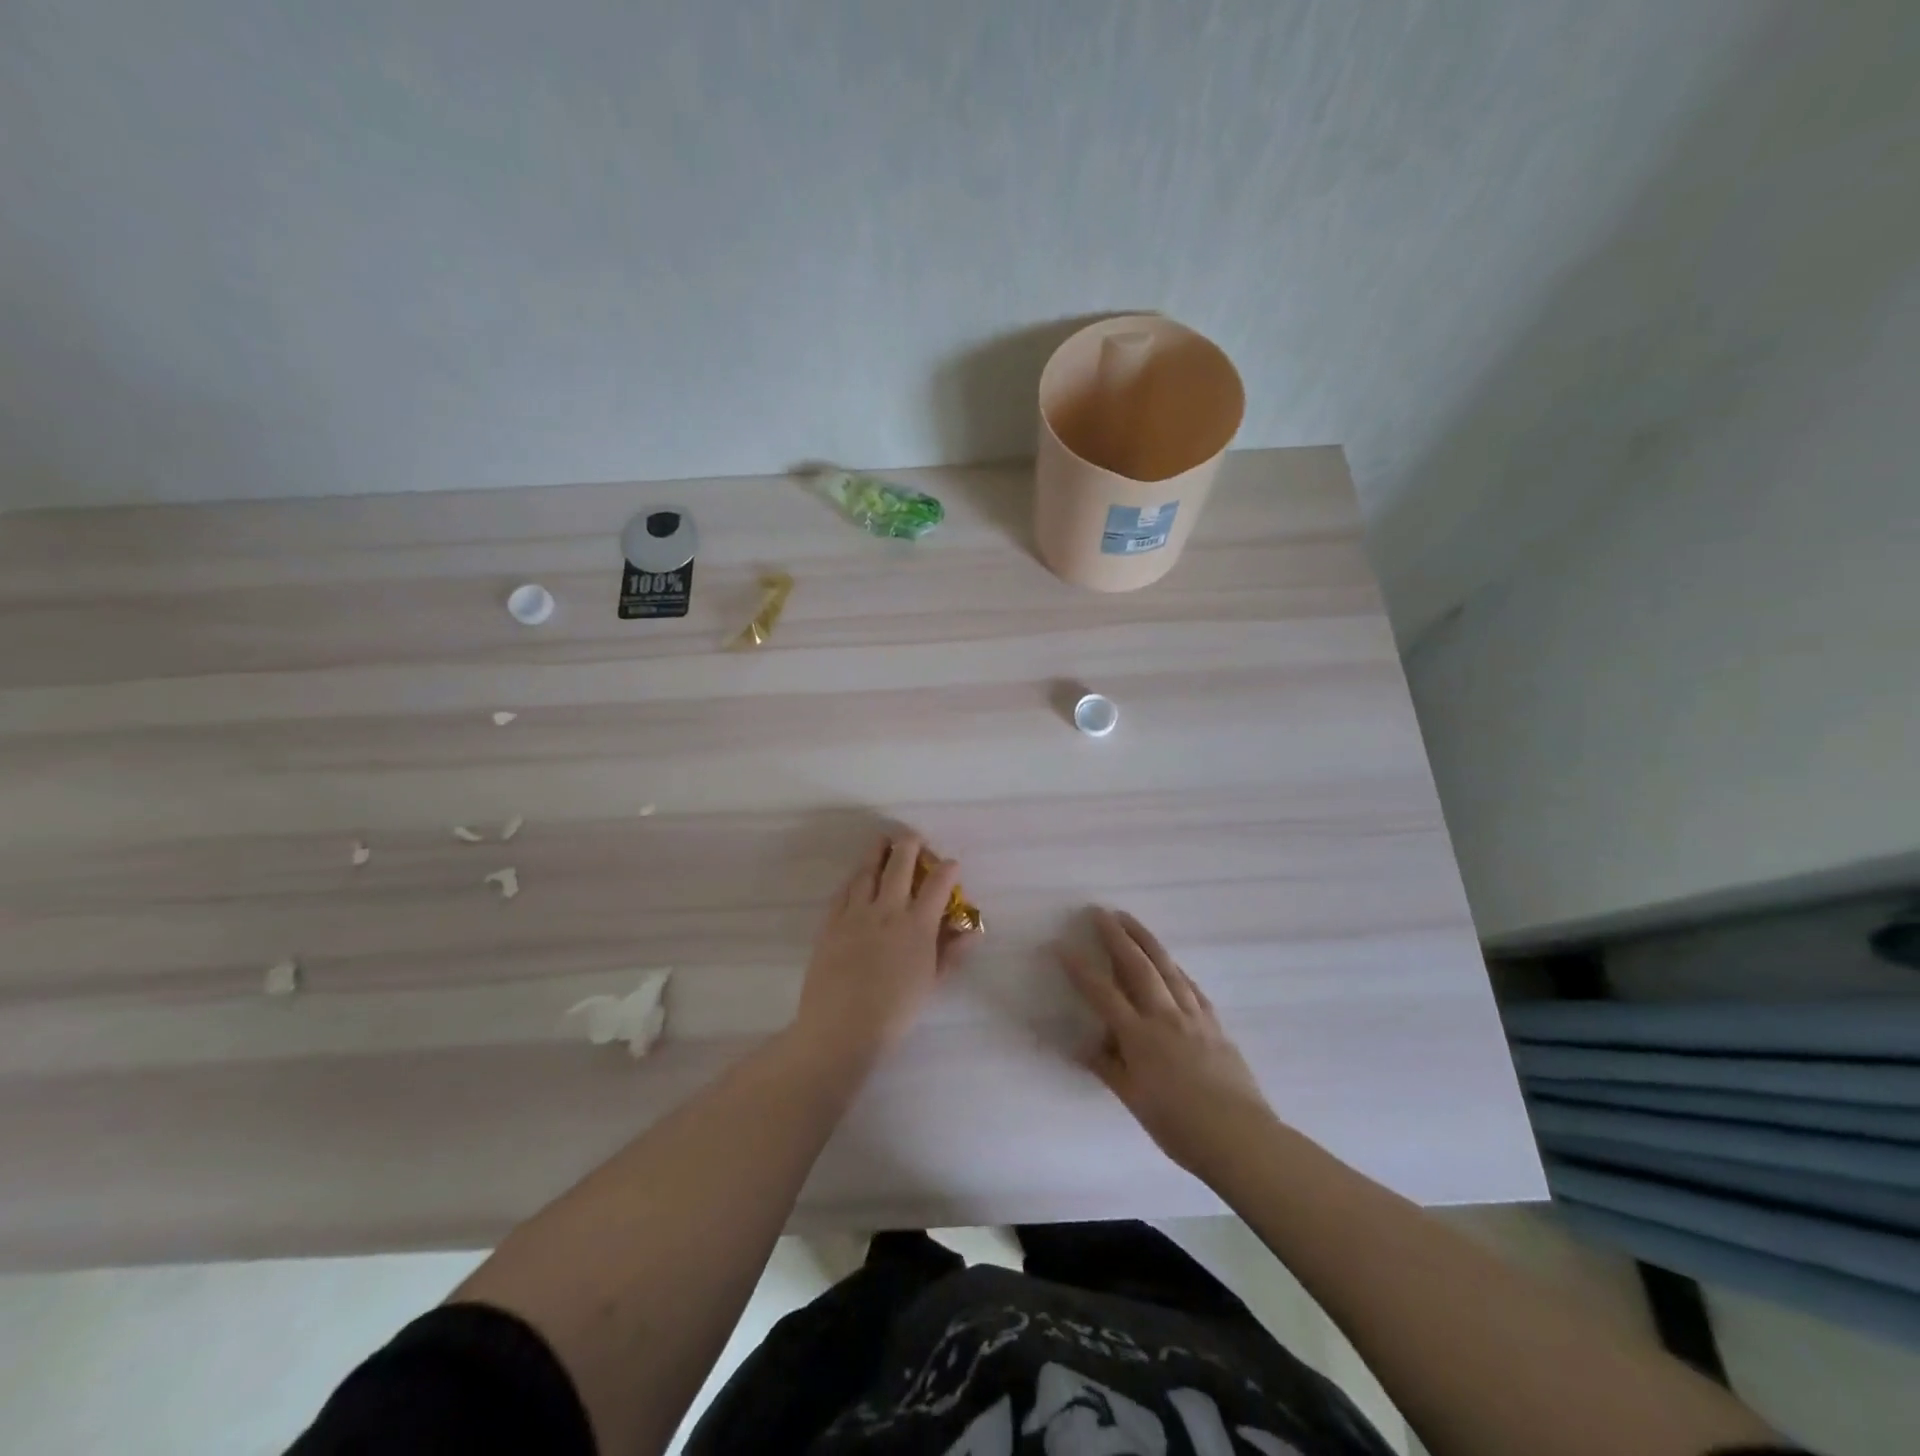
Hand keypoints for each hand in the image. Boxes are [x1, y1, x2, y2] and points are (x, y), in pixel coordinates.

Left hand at [795, 835, 971, 1064]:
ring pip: (867, 871)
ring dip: (877, 853)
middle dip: (909, 846)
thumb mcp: (931, 983)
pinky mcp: (831, 923)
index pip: (937, 885)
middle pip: (899, 865)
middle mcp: (887, 910)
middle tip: (913, 837)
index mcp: (917, 925)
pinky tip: (857, 876)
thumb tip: (971, 931)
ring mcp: (855, 914)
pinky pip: (844, 891)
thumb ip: (951, 953)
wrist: (841, 1027)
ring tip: (882, 842)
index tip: (951, 864)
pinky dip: (854, 878)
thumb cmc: (894, 1012)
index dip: (947, 870)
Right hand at [1062, 909, 1274, 1178]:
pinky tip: (1172, 963)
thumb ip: (1108, 1067)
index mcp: (1139, 1037)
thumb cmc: (1179, 1126)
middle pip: (1138, 966)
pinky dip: (1176, 969)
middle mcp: (1165, 1017)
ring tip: (1130, 920)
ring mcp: (1193, 1016)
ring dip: (1146, 940)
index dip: (1079, 968)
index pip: (1102, 993)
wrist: (1240, 1138)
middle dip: (1117, 936)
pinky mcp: (1215, 1024)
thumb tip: (1083, 1046)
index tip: (1060, 945)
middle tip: (1100, 912)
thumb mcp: (1134, 1101)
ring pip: (1167, 967)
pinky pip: (1191, 987)